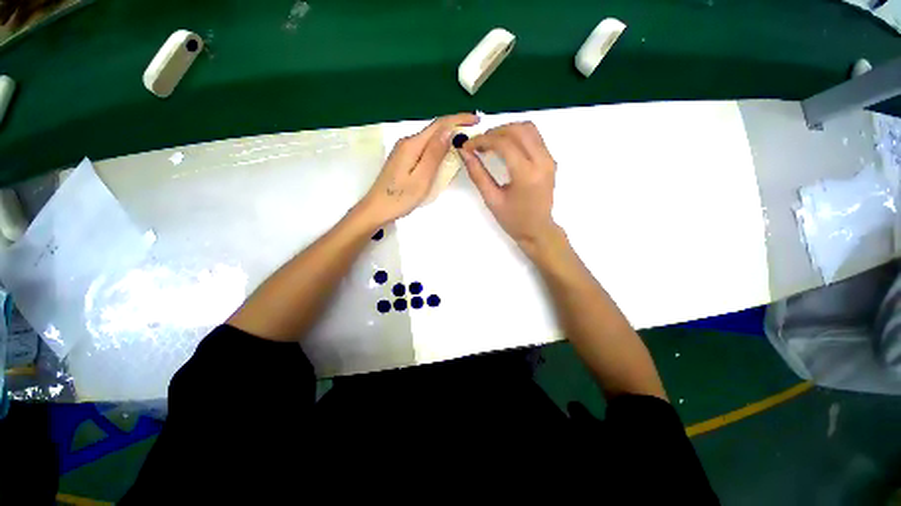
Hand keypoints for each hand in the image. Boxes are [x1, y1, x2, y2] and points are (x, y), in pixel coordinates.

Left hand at [359, 113, 479, 226]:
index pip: (439, 125)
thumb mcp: (421, 178)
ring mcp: (404, 151)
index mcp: (412, 145)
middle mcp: (407, 143)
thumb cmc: (400, 198)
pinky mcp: (403, 160)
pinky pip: (425, 149)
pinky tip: (445, 154)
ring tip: (464, 142)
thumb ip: (434, 154)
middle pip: (434, 130)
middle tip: (474, 133)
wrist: (376, 209)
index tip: (476, 120)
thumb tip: (448, 131)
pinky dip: (438, 148)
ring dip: (447, 138)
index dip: (458, 120)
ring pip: (430, 139)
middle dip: (455, 127)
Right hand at [459, 122, 559, 254]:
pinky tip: (505, 148)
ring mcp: (549, 159)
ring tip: (490, 143)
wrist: (537, 230)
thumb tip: (465, 152)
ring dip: (507, 130)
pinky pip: (534, 137)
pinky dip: (517, 136)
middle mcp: (542, 161)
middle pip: (518, 129)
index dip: (483, 140)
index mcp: (526, 174)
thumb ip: (478, 174)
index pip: (504, 143)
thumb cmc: (513, 220)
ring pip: (529, 129)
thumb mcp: (492, 199)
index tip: (468, 145)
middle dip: (495, 131)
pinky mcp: (551, 160)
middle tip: (479, 143)